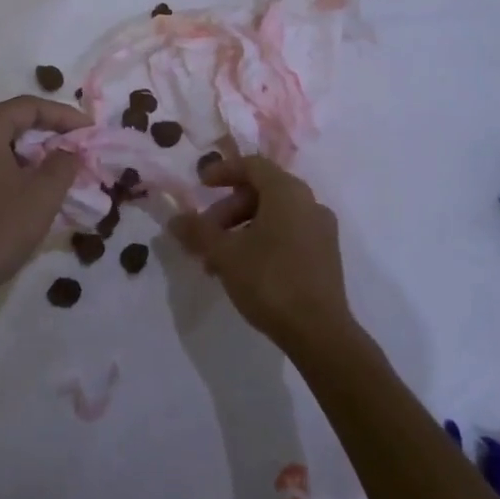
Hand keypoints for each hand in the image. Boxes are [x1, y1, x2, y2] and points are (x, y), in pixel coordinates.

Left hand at [0, 95, 89, 312]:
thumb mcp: (43, 194)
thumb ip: (63, 163)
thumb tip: (68, 150)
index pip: (27, 107)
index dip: (63, 115)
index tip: (89, 130)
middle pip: (8, 123)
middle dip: (46, 133)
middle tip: (76, 147)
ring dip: (27, 153)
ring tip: (56, 169)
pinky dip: (7, 169)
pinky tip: (27, 189)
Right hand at [170, 155, 350, 351]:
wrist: (319, 333)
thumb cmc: (270, 281)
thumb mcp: (225, 254)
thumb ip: (198, 232)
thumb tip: (174, 220)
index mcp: (287, 192)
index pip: (252, 165)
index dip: (223, 171)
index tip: (200, 185)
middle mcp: (309, 203)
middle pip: (261, 191)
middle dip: (228, 209)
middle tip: (205, 233)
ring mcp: (321, 230)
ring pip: (273, 215)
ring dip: (241, 229)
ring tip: (217, 260)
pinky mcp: (325, 255)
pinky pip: (288, 233)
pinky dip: (262, 240)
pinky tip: (243, 270)